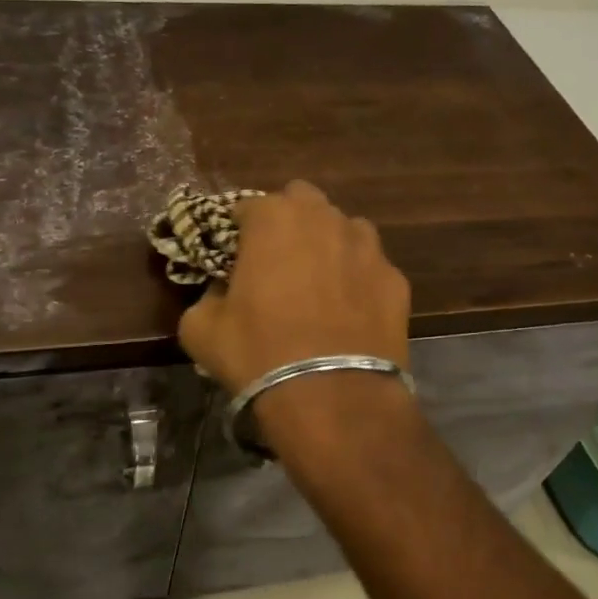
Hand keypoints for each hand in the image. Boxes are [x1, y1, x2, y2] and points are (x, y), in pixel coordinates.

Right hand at [177, 180, 409, 395]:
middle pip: (303, 201)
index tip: (234, 257)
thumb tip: (221, 292)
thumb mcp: (200, 329)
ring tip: (319, 284)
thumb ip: (206, 296)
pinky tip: (350, 312)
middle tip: (277, 261)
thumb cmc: (258, 353)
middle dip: (288, 222)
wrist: (331, 397)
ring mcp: (368, 247)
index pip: (248, 207)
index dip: (238, 231)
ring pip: (345, 229)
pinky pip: (371, 268)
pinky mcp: (396, 280)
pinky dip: (359, 280)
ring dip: (329, 244)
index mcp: (273, 219)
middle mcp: (324, 219)